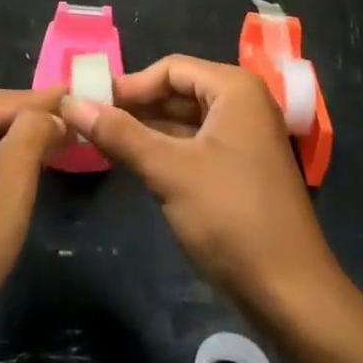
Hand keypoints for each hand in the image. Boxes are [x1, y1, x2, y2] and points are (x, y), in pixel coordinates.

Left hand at [0, 90, 66, 362]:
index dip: (50, 101)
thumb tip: (53, 115)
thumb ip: (32, 134)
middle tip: (81, 121)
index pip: (7, 101)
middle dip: (35, 121)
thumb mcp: (6, 186)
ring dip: (21, 146)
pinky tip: (26, 178)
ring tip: (62, 144)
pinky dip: (1, 170)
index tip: (88, 95)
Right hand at [61, 56, 340, 324]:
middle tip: (91, 122)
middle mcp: (244, 103)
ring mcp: (246, 137)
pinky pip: (197, 145)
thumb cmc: (231, 217)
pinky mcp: (243, 168)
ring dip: (148, 129)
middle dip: (137, 106)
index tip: (90, 103)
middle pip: (179, 91)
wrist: (292, 294)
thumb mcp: (169, 171)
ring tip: (104, 142)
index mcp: (234, 88)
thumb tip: (70, 103)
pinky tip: (136, 164)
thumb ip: (120, 134)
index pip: (171, 68)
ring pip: (186, 120)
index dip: (130, 84)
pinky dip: (167, 150)